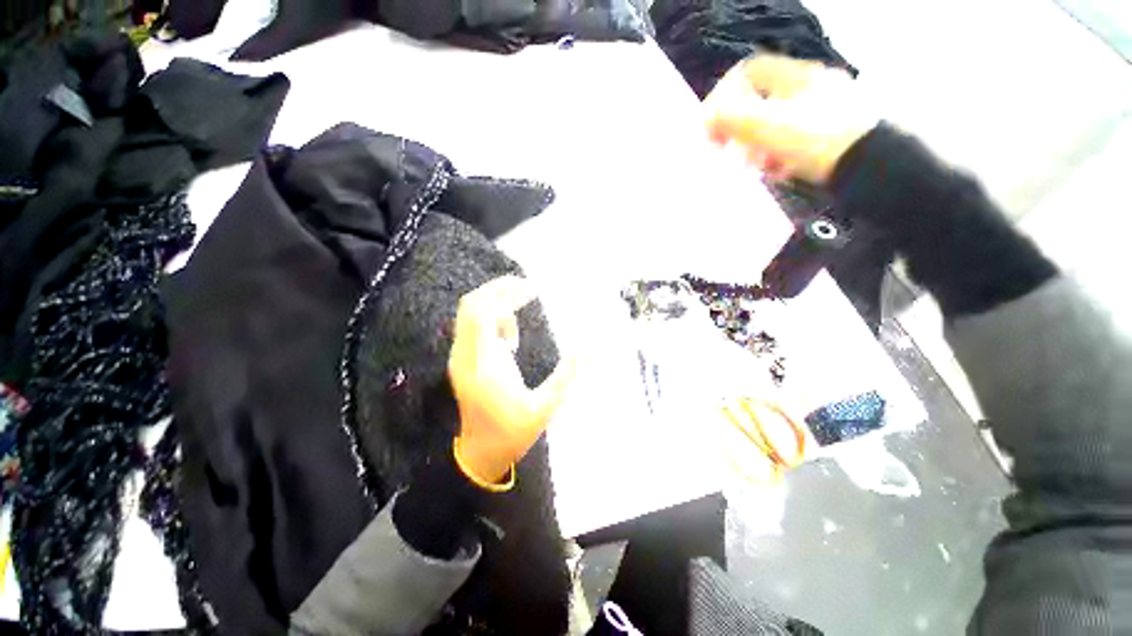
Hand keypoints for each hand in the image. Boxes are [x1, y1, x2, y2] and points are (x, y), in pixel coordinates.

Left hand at [449, 276, 575, 483]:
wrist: (481, 452)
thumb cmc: (513, 431)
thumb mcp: (545, 407)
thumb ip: (568, 375)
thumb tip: (592, 349)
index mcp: (482, 364)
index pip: (480, 313)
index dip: (503, 292)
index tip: (532, 289)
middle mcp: (466, 355)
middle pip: (472, 305)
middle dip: (499, 290)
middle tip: (528, 290)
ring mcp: (461, 356)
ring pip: (470, 313)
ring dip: (497, 304)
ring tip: (522, 313)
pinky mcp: (464, 359)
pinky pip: (473, 325)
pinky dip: (492, 318)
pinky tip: (512, 336)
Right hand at [704, 55, 879, 184]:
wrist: (870, 166)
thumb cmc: (816, 139)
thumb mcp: (767, 126)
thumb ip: (731, 118)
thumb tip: (705, 117)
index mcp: (796, 76)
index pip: (748, 71)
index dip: (724, 94)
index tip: (712, 124)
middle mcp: (810, 88)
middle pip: (760, 101)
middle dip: (740, 128)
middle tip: (731, 151)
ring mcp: (823, 111)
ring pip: (775, 124)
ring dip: (757, 146)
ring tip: (757, 167)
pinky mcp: (830, 136)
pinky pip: (792, 141)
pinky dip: (778, 156)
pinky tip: (779, 171)